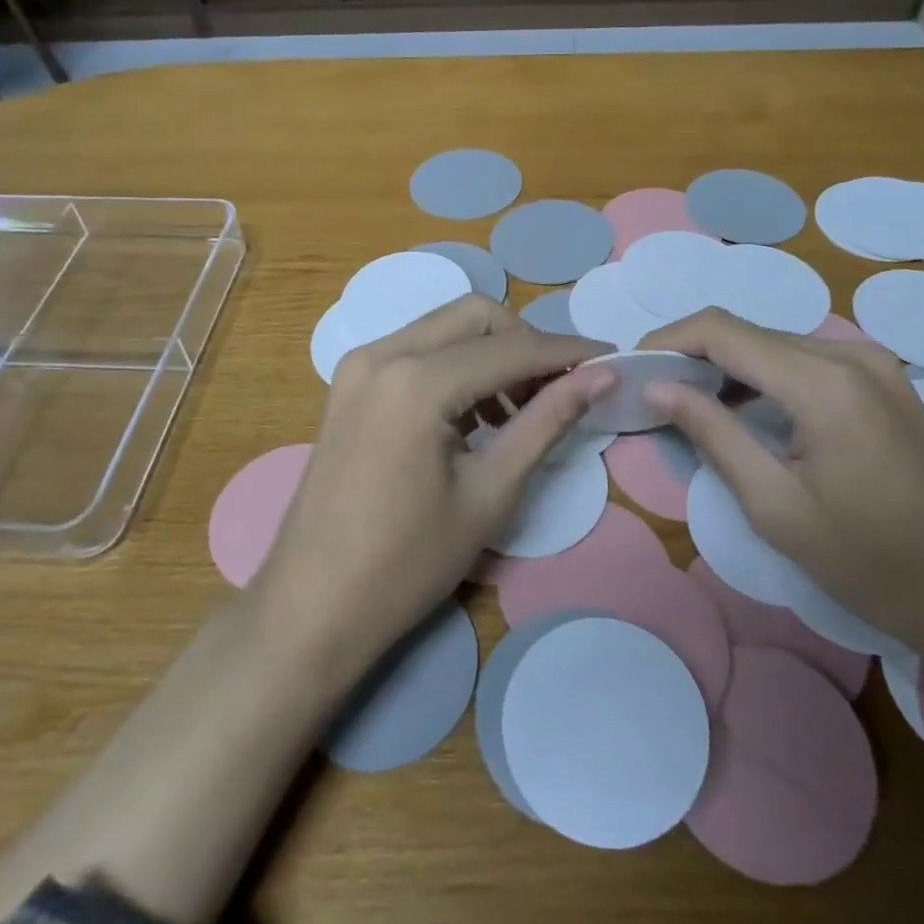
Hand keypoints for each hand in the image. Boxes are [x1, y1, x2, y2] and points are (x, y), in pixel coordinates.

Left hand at [253, 296, 612, 678]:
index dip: (567, 353)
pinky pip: (416, 351)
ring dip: (491, 354)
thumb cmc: (407, 563)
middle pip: (476, 317)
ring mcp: (358, 365)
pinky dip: (455, 367)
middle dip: (526, 344)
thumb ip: (547, 421)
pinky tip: (474, 416)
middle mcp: (383, 353)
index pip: (512, 348)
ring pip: (444, 328)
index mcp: (417, 381)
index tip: (611, 361)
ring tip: (519, 411)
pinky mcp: (348, 384)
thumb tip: (601, 376)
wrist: (312, 606)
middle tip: (559, 391)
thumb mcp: (490, 492)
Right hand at [639, 308, 923, 649]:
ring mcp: (874, 364)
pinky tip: (744, 410)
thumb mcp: (774, 505)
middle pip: (748, 332)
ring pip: (775, 344)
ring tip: (689, 404)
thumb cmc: (869, 560)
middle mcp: (850, 354)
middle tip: (654, 394)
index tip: (631, 369)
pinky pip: (805, 360)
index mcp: (823, 381)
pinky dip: (763, 376)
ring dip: (727, 366)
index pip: (722, 331)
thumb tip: (657, 387)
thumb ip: (711, 434)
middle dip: (692, 355)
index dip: (668, 341)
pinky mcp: (884, 381)